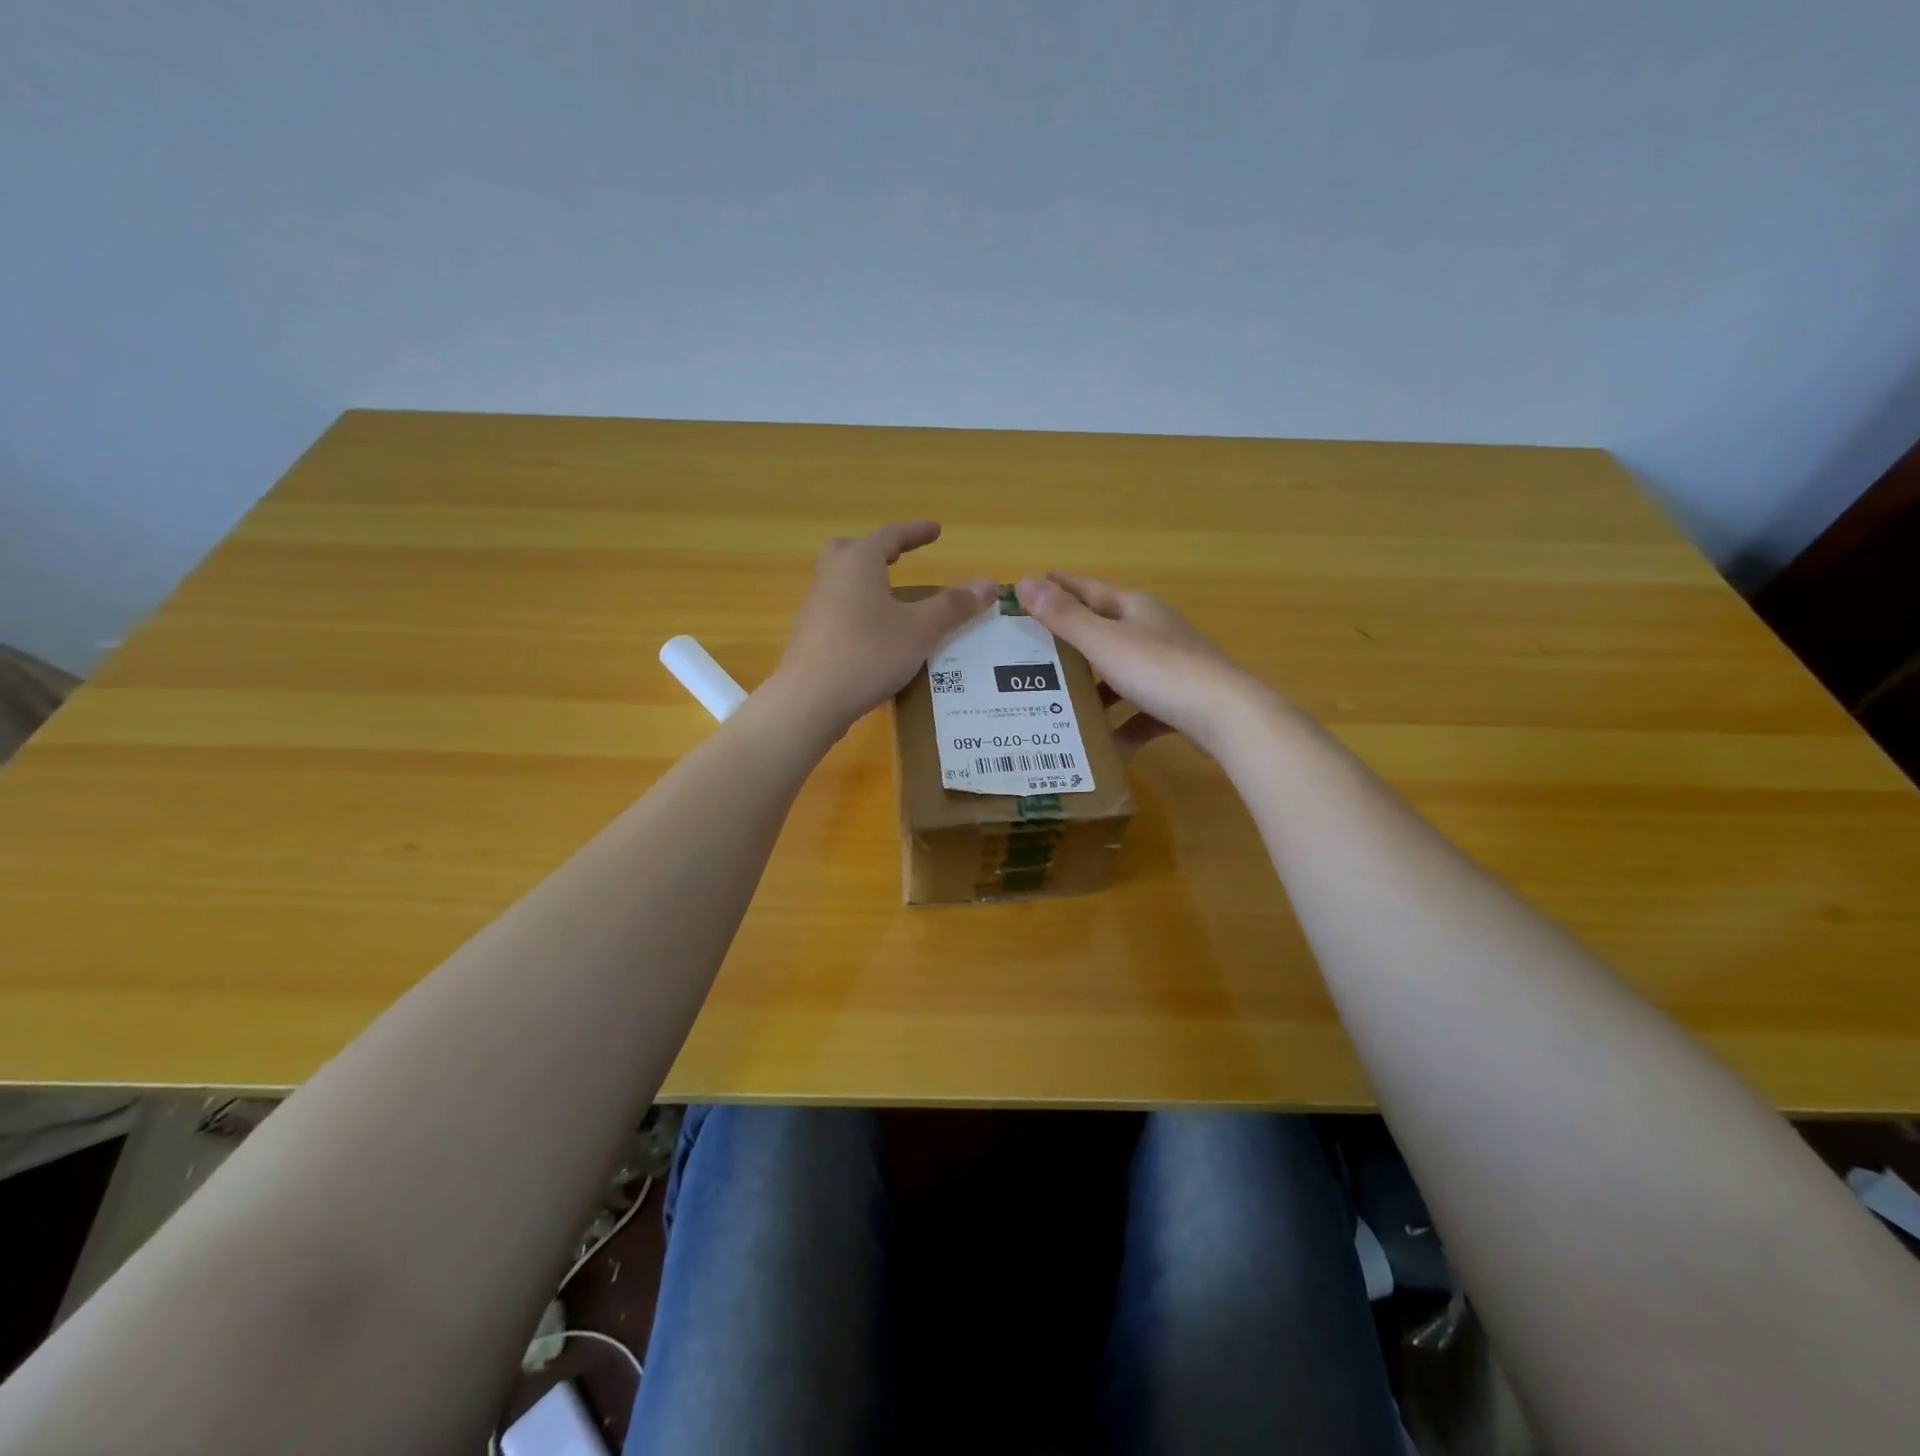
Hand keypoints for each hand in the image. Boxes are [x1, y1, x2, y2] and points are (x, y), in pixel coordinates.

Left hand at [770, 523, 995, 734]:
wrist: (809, 700)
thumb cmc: (868, 654)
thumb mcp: (920, 630)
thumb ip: (954, 606)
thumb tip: (988, 584)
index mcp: (858, 563)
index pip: (890, 536)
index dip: (916, 532)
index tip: (936, 530)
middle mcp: (831, 577)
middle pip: (851, 551)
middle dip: (877, 551)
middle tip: (898, 557)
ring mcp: (816, 608)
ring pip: (841, 582)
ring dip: (866, 582)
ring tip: (893, 600)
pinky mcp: (810, 637)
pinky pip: (837, 611)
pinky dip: (858, 611)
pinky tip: (874, 635)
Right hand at [1014, 572, 1265, 755]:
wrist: (1225, 716)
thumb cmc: (1159, 670)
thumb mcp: (1104, 642)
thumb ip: (1064, 616)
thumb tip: (1025, 581)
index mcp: (1134, 608)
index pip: (1087, 588)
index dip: (1057, 587)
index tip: (1025, 589)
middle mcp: (1152, 630)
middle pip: (1102, 630)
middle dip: (1068, 640)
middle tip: (1029, 651)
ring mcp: (1168, 666)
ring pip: (1119, 673)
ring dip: (1092, 688)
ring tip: (1057, 702)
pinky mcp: (1177, 700)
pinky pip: (1140, 710)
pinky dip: (1121, 724)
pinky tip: (1102, 745)